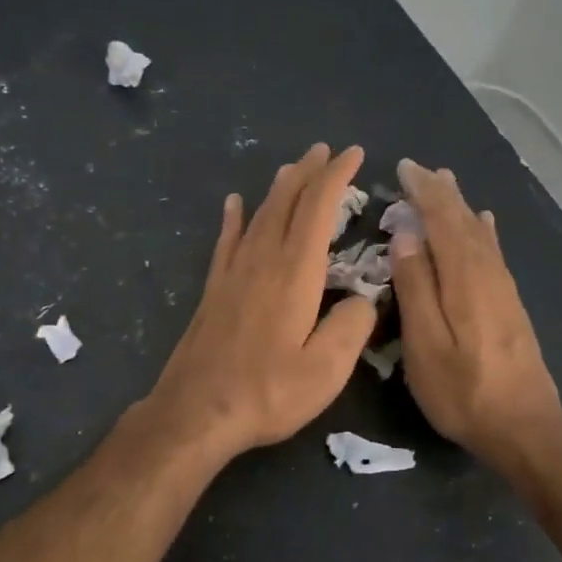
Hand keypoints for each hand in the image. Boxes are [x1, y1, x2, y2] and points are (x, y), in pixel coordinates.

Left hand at [138, 143, 379, 464]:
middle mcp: (262, 261)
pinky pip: (227, 241)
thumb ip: (352, 327)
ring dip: (278, 188)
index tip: (354, 154)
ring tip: (291, 167)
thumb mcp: (326, 369)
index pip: (318, 209)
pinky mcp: (214, 290)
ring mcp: (233, 274)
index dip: (337, 177)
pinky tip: (235, 204)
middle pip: (286, 202)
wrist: (197, 412)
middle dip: (308, 172)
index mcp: (295, 273)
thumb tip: (364, 299)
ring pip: (259, 215)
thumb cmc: (267, 392)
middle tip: (325, 150)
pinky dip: (235, 218)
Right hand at [390, 159, 561, 470]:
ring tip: (447, 183)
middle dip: (441, 193)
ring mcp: (503, 288)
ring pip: (480, 233)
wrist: (524, 427)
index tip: (403, 168)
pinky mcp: (510, 304)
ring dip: (461, 206)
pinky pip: (493, 251)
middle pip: (464, 221)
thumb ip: (416, 288)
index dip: (423, 193)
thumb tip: (406, 235)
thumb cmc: (463, 391)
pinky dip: (483, 230)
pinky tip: (484, 223)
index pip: (442, 221)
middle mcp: (488, 273)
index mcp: (464, 278)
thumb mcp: (426, 344)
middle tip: (419, 169)